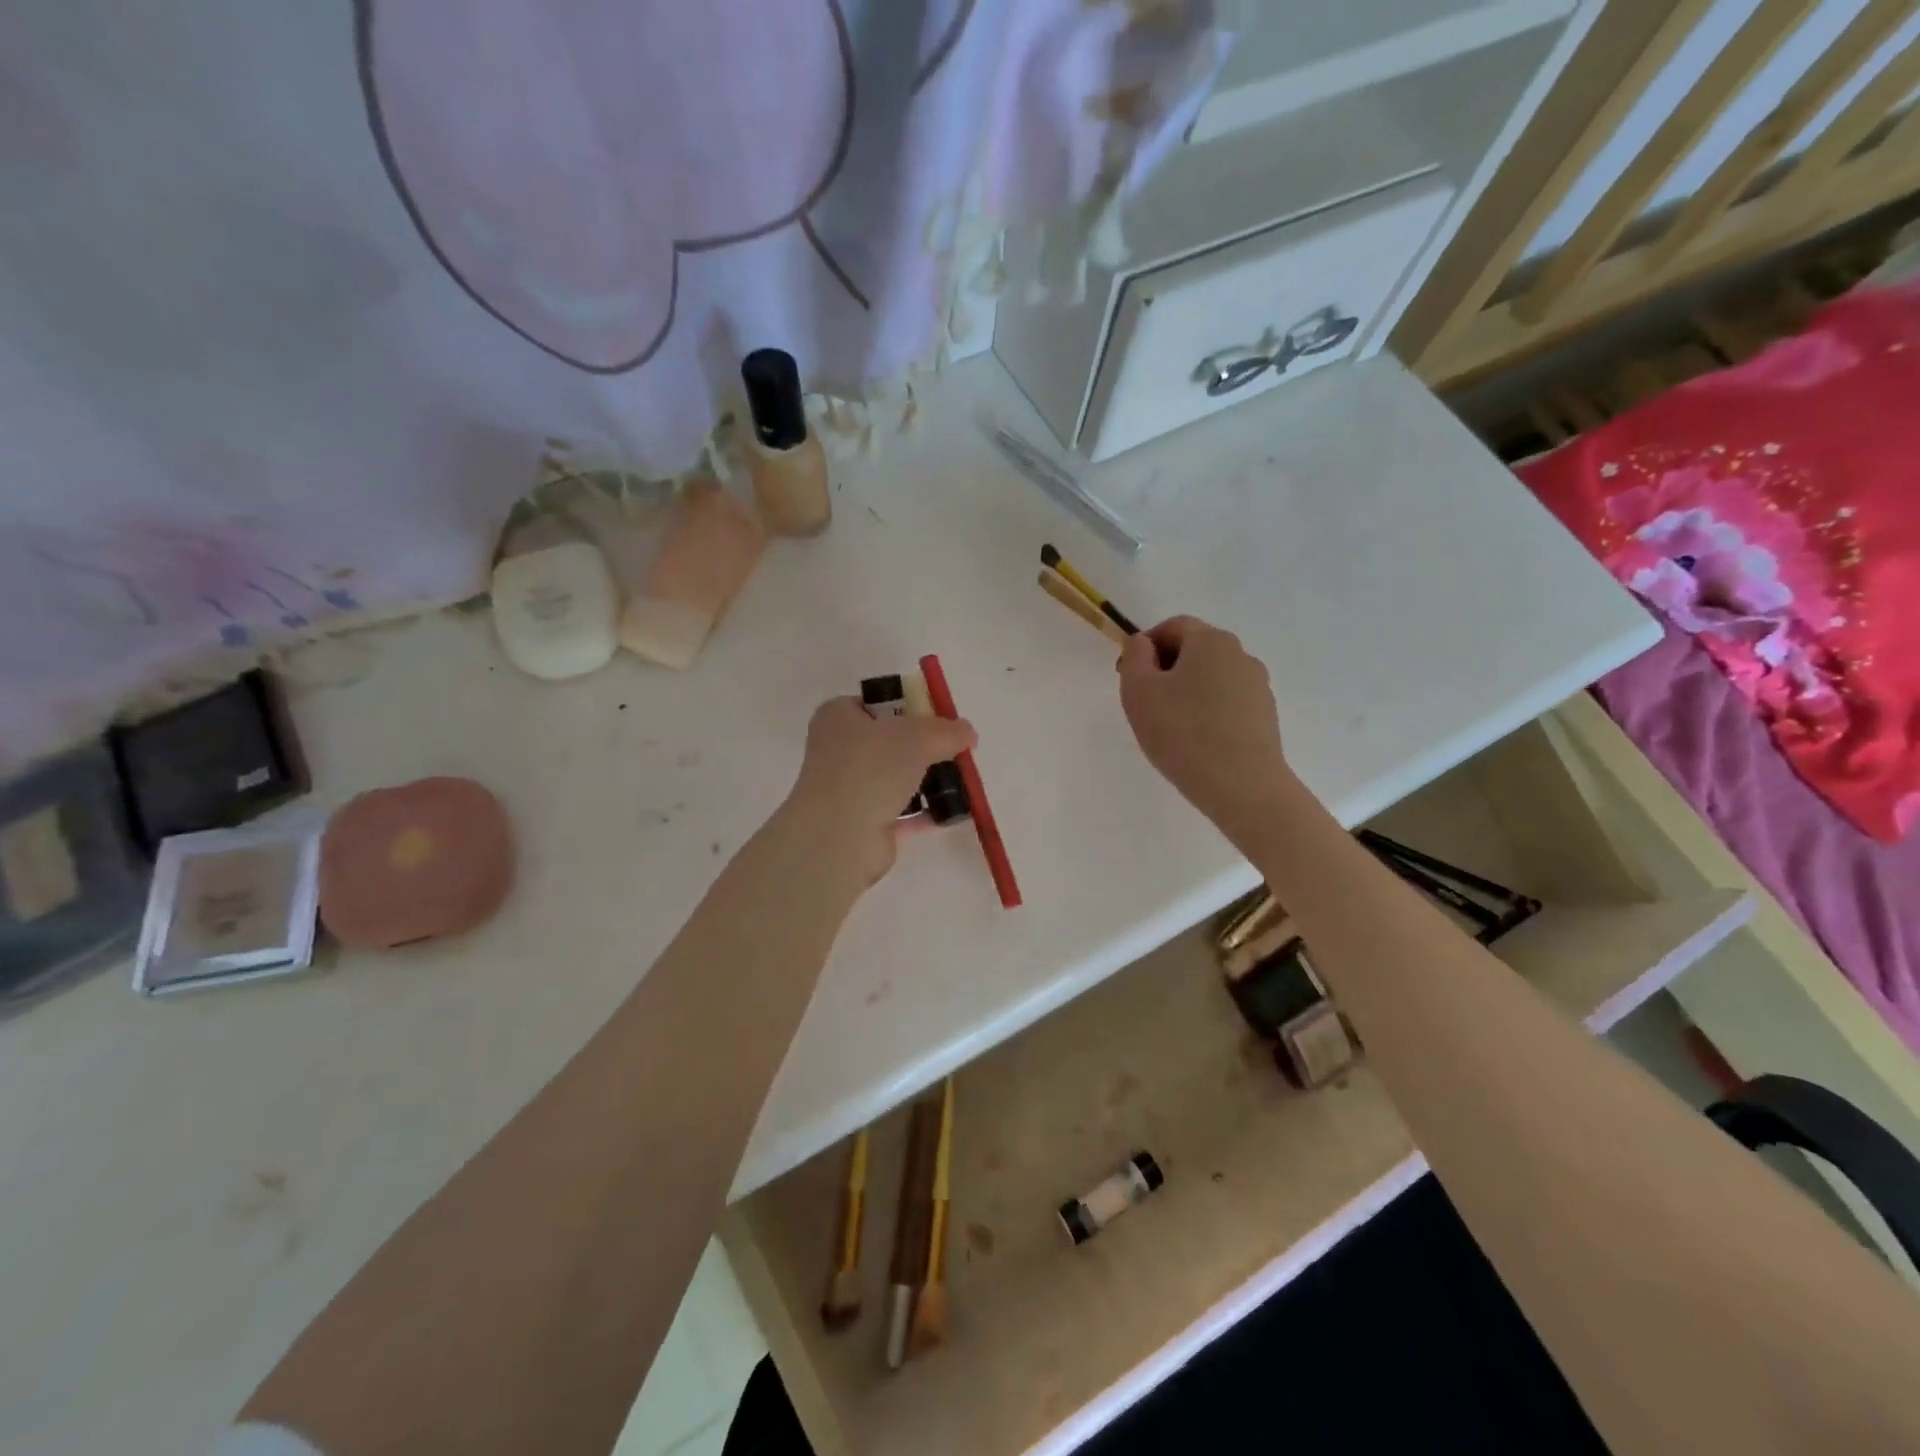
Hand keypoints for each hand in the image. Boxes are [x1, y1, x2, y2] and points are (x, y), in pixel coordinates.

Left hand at [782, 697, 976, 887]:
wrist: (841, 836)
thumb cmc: (872, 768)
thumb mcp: (918, 736)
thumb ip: (947, 731)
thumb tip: (968, 733)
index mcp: (838, 717)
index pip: (874, 704)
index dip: (907, 707)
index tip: (938, 719)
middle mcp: (838, 751)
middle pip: (889, 742)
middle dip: (923, 747)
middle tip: (955, 751)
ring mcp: (848, 790)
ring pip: (895, 778)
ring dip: (926, 780)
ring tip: (961, 781)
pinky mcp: (862, 824)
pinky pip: (900, 812)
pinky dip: (924, 812)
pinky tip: (953, 811)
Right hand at [1118, 616, 1291, 849]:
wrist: (1243, 787)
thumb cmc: (1183, 733)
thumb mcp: (1139, 691)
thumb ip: (1135, 658)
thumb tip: (1144, 644)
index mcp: (1211, 641)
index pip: (1173, 626)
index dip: (1145, 645)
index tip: (1128, 675)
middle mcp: (1240, 655)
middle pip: (1195, 650)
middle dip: (1166, 668)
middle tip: (1144, 702)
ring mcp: (1258, 686)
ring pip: (1211, 677)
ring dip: (1187, 691)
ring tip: (1170, 726)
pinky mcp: (1265, 716)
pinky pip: (1227, 702)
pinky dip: (1207, 712)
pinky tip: (1195, 741)